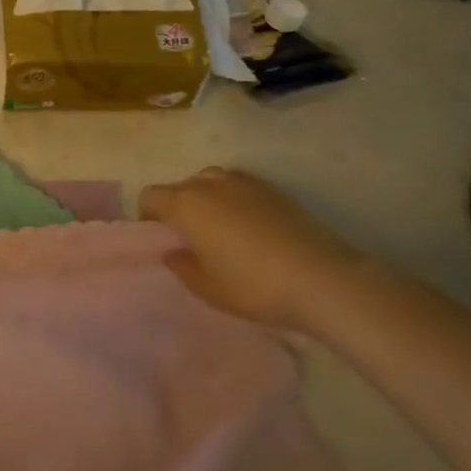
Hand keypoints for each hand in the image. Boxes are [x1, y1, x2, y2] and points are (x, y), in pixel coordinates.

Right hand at [139, 167, 364, 331]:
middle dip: (178, 207)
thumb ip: (182, 267)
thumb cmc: (253, 286)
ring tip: (221, 229)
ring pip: (211, 182)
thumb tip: (173, 252)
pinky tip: (251, 228)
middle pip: (181, 186)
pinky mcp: (274, 189)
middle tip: (191, 238)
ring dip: (208, 199)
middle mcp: (210, 184)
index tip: (161, 239)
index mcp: (186, 204)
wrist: (322, 278)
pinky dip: (235, 200)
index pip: (150, 196)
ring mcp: (245, 182)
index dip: (148, 216)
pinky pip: (240, 187)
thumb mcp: (207, 288)